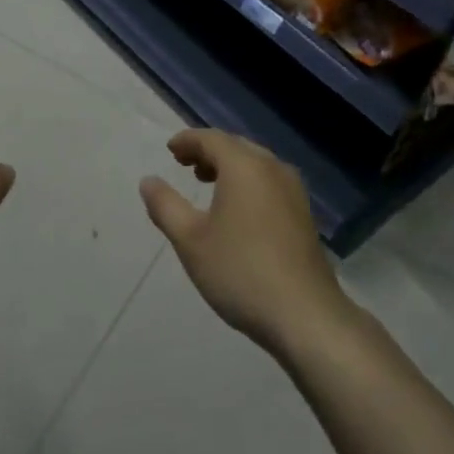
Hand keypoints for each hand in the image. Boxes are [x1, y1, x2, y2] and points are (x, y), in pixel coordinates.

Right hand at [139, 128, 350, 355]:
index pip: (211, 139)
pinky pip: (269, 182)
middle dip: (208, 151)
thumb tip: (148, 181)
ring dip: (229, 166)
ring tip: (207, 183)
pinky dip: (247, 182)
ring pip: (256, 164)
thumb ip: (165, 205)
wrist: (305, 315)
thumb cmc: (240, 271)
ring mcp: (294, 191)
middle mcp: (273, 169)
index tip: (170, 150)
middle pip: (236, 147)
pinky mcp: (304, 214)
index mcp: (245, 166)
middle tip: (185, 165)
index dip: (188, 141)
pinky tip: (237, 209)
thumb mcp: (190, 240)